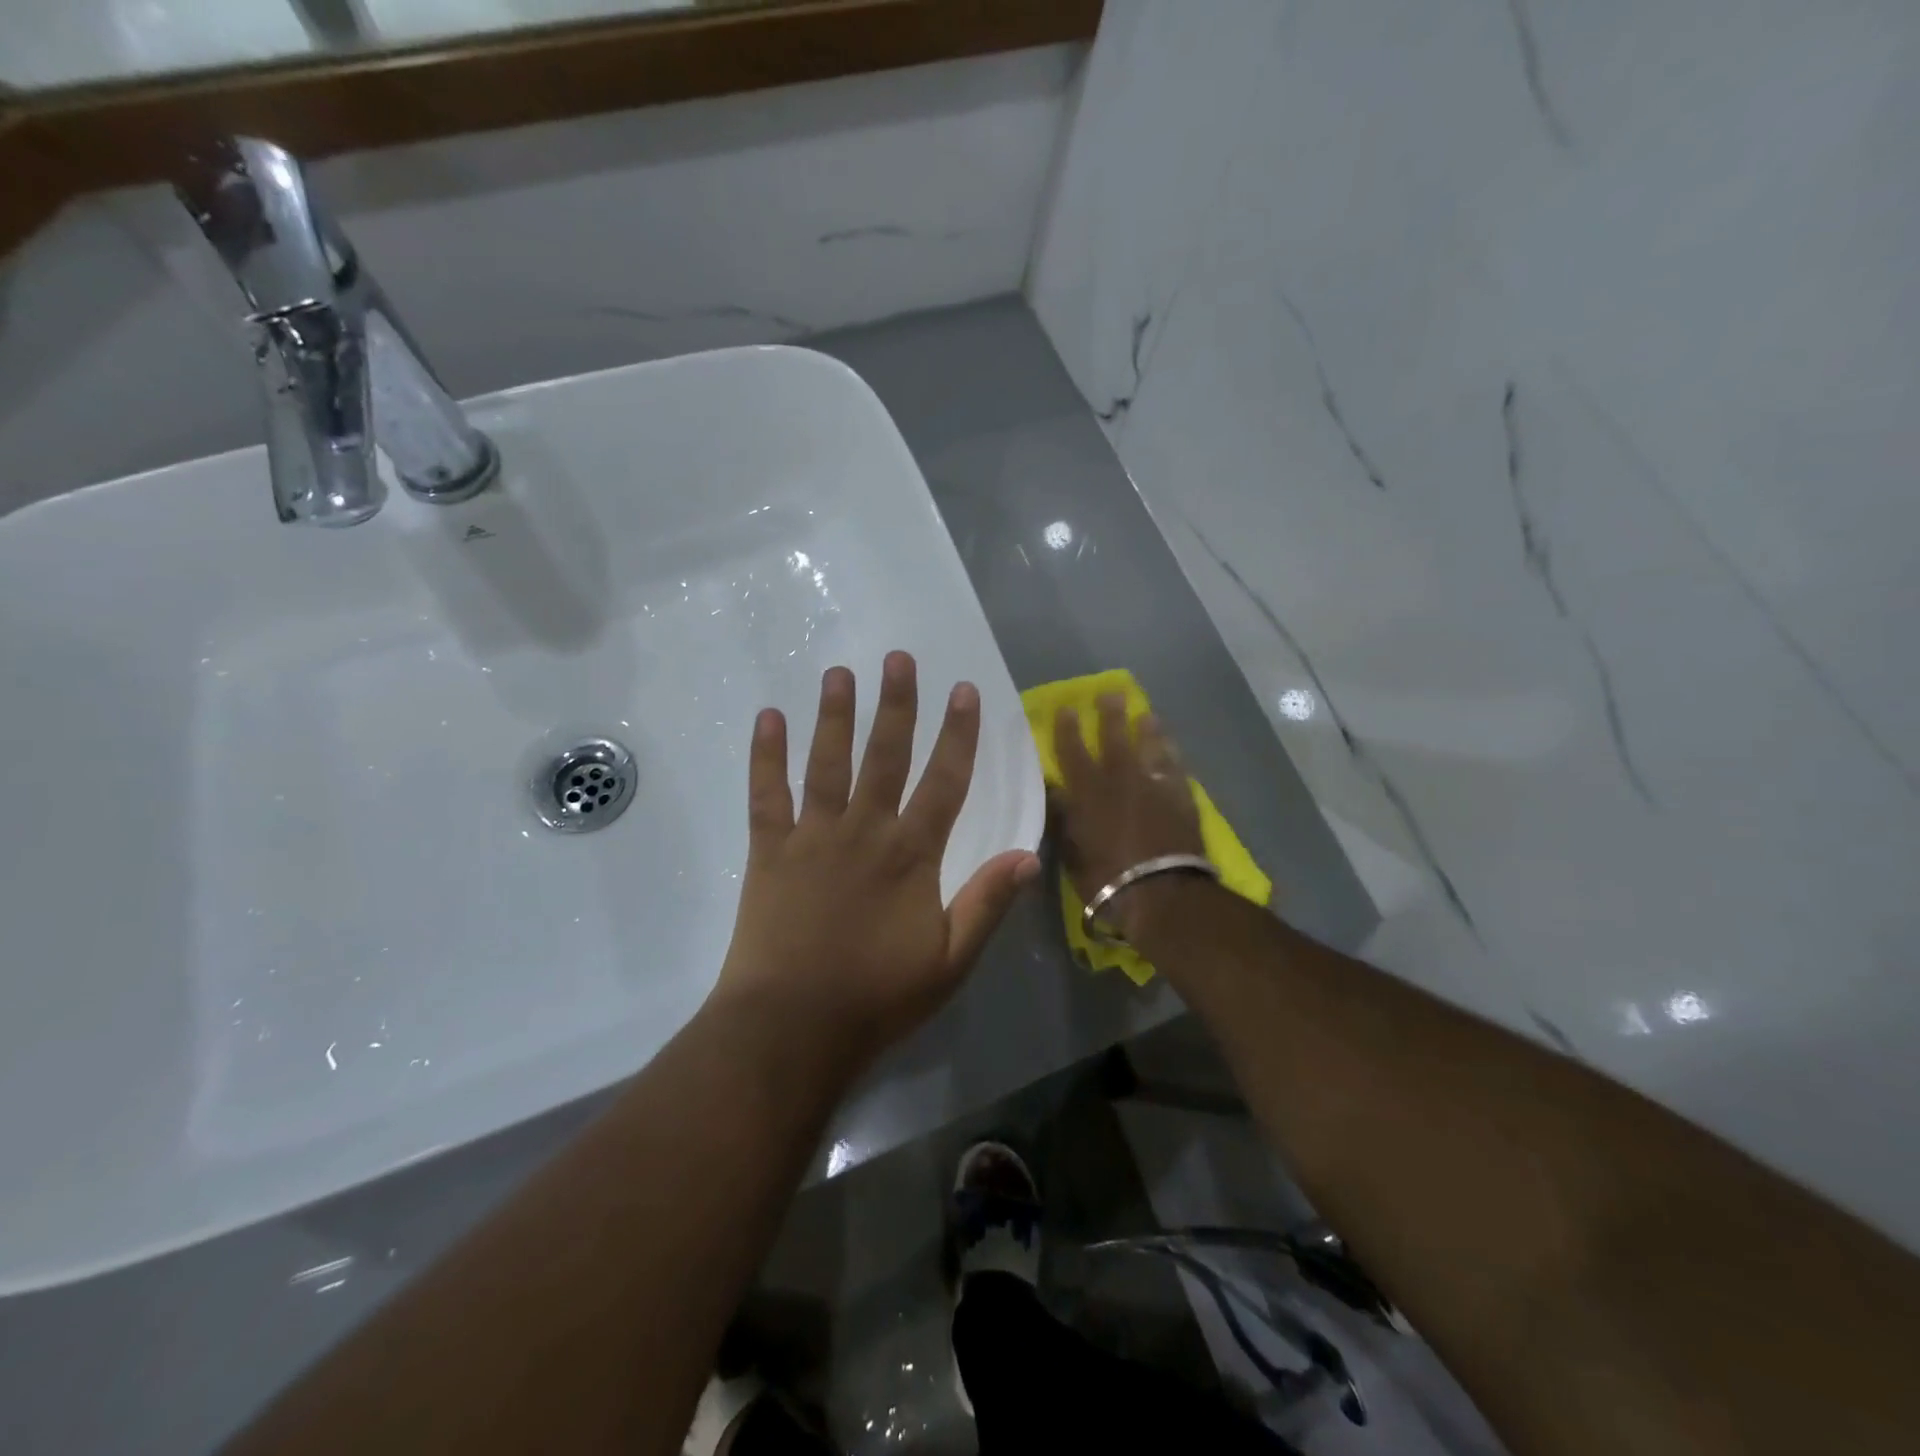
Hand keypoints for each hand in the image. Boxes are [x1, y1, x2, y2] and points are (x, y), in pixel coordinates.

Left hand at [714, 652, 1040, 1074]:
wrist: (792, 1028)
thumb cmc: (877, 998)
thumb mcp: (950, 961)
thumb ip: (987, 903)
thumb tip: (1029, 854)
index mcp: (910, 855)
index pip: (944, 782)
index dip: (957, 734)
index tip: (964, 690)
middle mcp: (863, 831)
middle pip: (884, 756)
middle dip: (896, 704)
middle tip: (898, 657)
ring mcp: (812, 836)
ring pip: (826, 763)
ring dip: (834, 715)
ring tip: (839, 672)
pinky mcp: (769, 850)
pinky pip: (766, 794)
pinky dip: (765, 755)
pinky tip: (767, 717)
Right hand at [1050, 695, 1205, 941]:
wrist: (1162, 893)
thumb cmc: (1105, 878)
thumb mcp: (1071, 851)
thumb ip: (1063, 818)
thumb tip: (1056, 792)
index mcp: (1088, 791)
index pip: (1073, 751)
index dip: (1068, 729)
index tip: (1067, 708)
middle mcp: (1121, 780)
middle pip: (1115, 738)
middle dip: (1111, 714)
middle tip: (1112, 693)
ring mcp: (1155, 787)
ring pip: (1151, 748)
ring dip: (1147, 730)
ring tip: (1147, 715)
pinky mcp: (1182, 799)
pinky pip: (1176, 769)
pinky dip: (1172, 757)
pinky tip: (1172, 749)